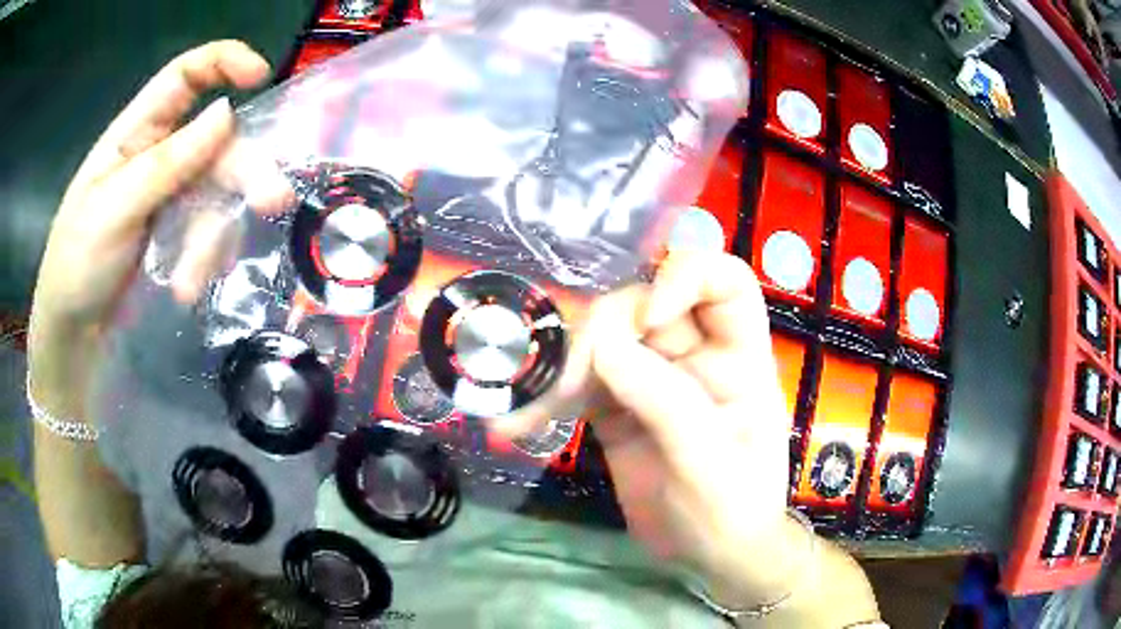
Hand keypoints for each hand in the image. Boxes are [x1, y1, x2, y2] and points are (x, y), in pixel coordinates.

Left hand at [28, 41, 291, 415]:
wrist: (73, 333)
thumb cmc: (78, 262)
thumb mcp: (114, 210)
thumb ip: (167, 164)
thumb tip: (227, 113)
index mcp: (136, 132)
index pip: (185, 76)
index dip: (224, 62)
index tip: (261, 77)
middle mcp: (158, 155)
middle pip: (215, 142)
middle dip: (243, 170)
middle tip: (272, 203)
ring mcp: (169, 196)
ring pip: (216, 193)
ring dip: (212, 236)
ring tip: (191, 280)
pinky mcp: (175, 234)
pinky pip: (208, 231)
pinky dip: (205, 258)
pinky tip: (188, 287)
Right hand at [502, 250, 805, 606]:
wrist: (707, 558)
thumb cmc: (732, 512)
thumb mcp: (710, 465)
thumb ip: (667, 404)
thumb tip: (605, 344)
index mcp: (739, 357)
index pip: (724, 283)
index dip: (686, 277)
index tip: (649, 316)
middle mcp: (694, 355)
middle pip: (647, 302)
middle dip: (607, 328)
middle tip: (573, 377)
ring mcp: (651, 378)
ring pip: (604, 337)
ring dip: (565, 363)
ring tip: (534, 406)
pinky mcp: (615, 406)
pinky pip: (578, 382)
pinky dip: (546, 397)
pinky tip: (517, 420)